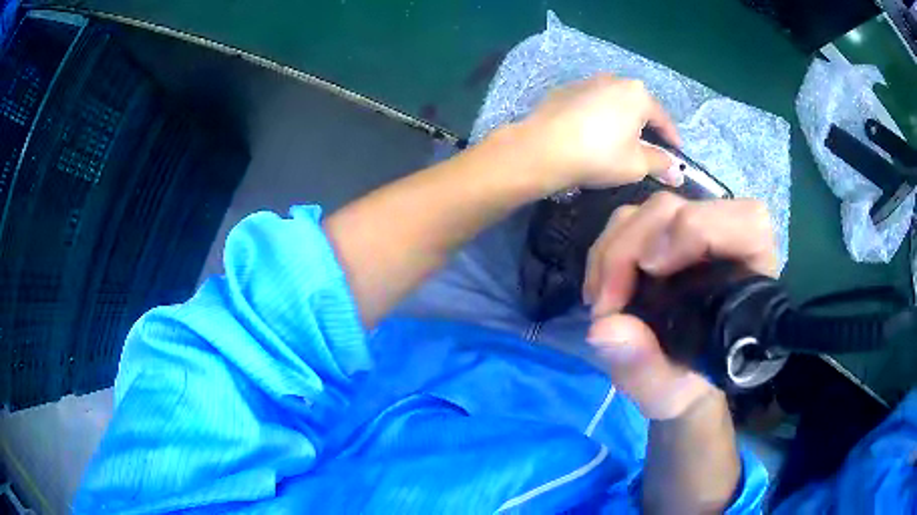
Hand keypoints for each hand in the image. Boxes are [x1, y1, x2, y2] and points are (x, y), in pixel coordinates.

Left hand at [517, 74, 683, 190]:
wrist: (542, 148)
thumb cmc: (598, 155)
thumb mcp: (636, 164)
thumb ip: (660, 164)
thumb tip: (678, 172)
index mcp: (637, 94)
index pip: (663, 119)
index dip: (672, 139)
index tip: (677, 154)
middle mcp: (614, 79)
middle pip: (638, 106)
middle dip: (646, 127)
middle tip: (649, 149)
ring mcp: (586, 81)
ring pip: (613, 102)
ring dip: (621, 120)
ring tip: (619, 142)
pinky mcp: (564, 90)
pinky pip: (591, 104)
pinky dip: (597, 117)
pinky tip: (591, 135)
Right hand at [582, 192, 777, 419]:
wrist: (678, 383)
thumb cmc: (688, 388)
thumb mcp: (669, 396)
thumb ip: (645, 369)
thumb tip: (603, 328)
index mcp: (752, 279)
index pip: (747, 223)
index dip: (700, 229)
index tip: (652, 268)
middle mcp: (726, 246)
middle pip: (680, 209)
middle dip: (632, 247)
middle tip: (607, 303)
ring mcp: (691, 236)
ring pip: (650, 211)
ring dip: (613, 250)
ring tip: (600, 302)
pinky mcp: (664, 237)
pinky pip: (630, 222)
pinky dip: (606, 251)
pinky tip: (600, 290)